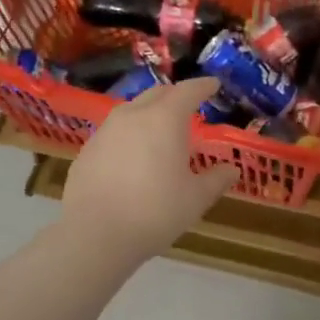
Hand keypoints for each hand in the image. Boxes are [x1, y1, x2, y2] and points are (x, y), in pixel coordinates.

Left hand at [60, 77, 235, 258]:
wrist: (95, 234)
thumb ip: (216, 180)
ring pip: (132, 111)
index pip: (188, 91)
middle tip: (189, 107)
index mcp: (164, 119)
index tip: (214, 85)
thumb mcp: (195, 199)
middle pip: (157, 94)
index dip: (203, 86)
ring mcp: (105, 131)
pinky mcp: (87, 151)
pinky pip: (114, 133)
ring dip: (150, 114)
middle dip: (175, 96)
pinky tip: (133, 158)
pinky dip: (129, 136)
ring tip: (161, 133)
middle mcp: (133, 115)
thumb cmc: (155, 212)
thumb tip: (232, 170)